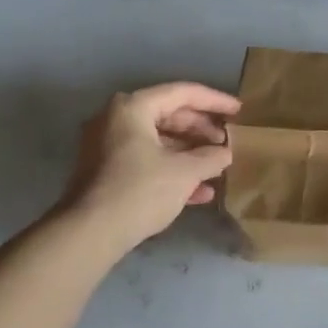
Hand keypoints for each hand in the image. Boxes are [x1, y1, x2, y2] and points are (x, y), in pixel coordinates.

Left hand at [55, 82, 239, 250]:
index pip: (183, 93)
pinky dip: (172, 170)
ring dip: (190, 153)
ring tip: (218, 166)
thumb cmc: (140, 190)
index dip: (215, 101)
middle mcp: (116, 120)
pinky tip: (199, 191)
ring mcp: (108, 147)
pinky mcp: (106, 172)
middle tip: (228, 141)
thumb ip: (211, 157)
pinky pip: (146, 160)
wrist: (89, 234)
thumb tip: (225, 153)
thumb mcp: (185, 172)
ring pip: (159, 141)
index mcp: (133, 108)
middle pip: (169, 115)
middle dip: (202, 130)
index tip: (239, 111)